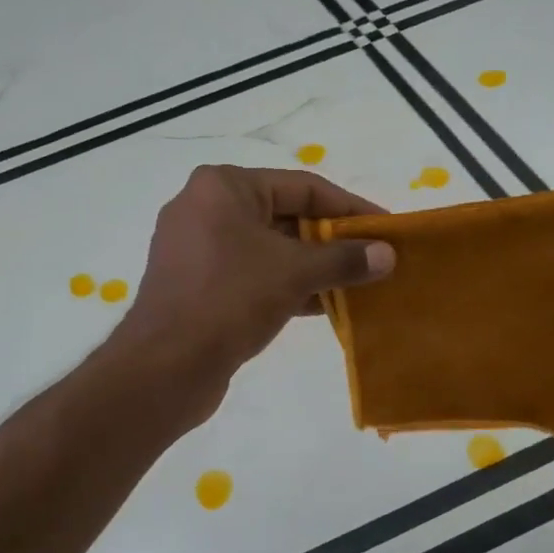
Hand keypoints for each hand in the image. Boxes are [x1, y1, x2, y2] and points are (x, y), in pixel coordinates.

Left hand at [114, 165, 394, 411]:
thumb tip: (387, 254)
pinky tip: (323, 304)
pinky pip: (251, 274)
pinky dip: (285, 285)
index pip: (302, 186)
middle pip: (285, 215)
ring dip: (312, 267)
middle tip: (374, 259)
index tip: (385, 229)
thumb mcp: (295, 273)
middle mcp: (205, 208)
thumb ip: (344, 259)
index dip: (350, 208)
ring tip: (357, 284)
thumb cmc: (230, 299)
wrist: (166, 365)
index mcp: (223, 187)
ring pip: (268, 249)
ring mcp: (196, 248)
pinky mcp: (195, 284)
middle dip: (331, 240)